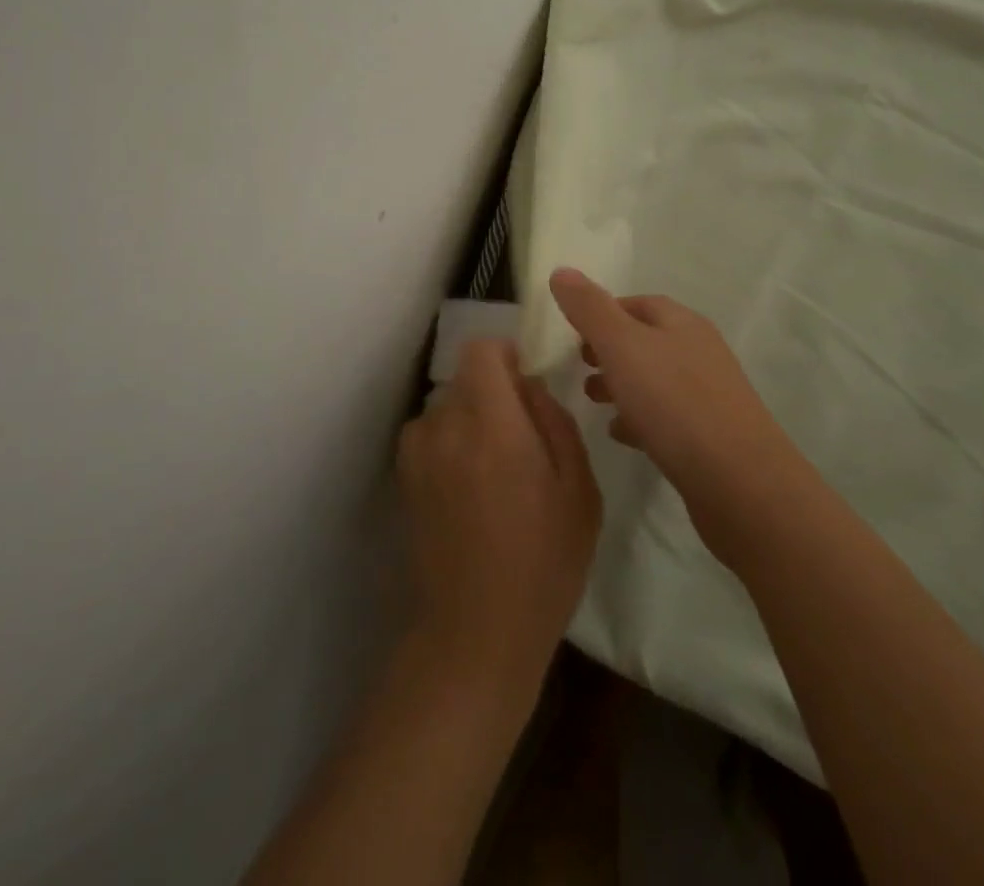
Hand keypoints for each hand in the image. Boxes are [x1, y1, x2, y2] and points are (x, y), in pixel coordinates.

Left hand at [396, 338, 601, 696]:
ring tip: (494, 467)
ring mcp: (419, 454)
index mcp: (494, 426)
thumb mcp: (579, 490)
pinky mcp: (404, 479)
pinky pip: (429, 434)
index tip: (525, 382)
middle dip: (494, 391)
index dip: (504, 355)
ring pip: (447, 406)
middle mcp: (447, 427)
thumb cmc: (544, 562)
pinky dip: (448, 441)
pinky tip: (467, 485)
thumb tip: (530, 387)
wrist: (478, 631)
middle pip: (465, 378)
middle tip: (521, 435)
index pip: (481, 351)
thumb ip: (555, 422)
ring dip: (470, 418)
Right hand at [548, 268, 799, 562]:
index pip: (637, 303)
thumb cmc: (675, 403)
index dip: (602, 312)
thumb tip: (562, 271)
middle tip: (577, 368)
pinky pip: (666, 417)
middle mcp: (698, 351)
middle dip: (609, 350)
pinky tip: (620, 434)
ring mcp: (708, 395)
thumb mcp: (622, 346)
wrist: (739, 483)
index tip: (571, 332)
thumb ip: (589, 309)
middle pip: (646, 341)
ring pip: (654, 379)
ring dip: (621, 385)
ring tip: (592, 401)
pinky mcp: (709, 436)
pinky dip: (639, 418)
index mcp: (682, 323)